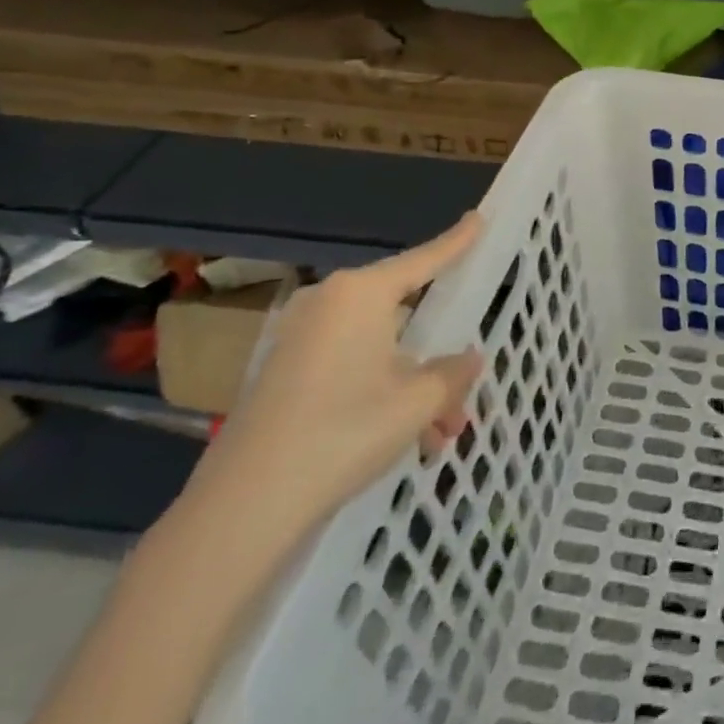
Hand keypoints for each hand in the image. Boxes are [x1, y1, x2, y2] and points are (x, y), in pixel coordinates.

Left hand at [188, 214, 486, 543]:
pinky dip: (381, 393)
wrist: (245, 505)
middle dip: (436, 351)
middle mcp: (329, 303)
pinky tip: (406, 440)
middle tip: (465, 381)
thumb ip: (452, 373)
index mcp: (362, 294)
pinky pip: (350, 366)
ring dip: (413, 384)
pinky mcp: (283, 371)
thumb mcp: (418, 402)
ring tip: (440, 432)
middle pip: (403, 313)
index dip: (457, 241)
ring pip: (379, 348)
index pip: (425, 259)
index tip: (478, 218)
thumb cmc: (345, 433)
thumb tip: (468, 359)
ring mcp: (301, 337)